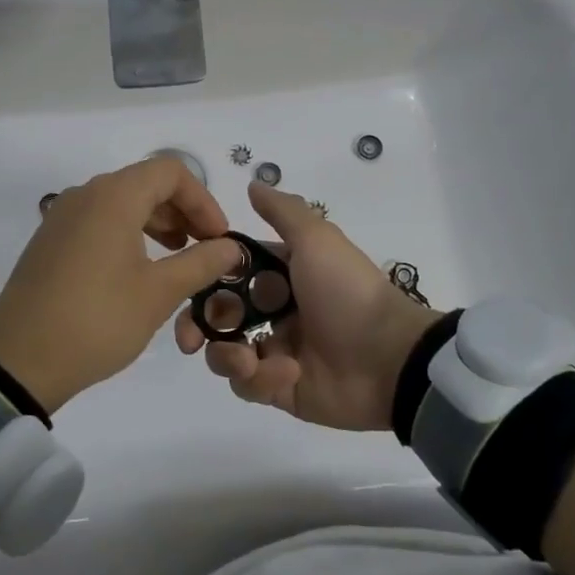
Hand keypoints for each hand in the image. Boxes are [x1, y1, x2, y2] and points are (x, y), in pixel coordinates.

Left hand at [0, 157, 242, 412]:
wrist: (18, 362)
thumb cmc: (97, 320)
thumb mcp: (158, 294)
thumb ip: (201, 263)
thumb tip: (231, 248)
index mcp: (113, 196)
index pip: (171, 172)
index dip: (203, 200)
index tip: (218, 238)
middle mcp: (85, 194)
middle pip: (146, 182)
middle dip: (183, 211)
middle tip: (204, 249)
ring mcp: (62, 215)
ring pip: (122, 201)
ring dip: (157, 222)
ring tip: (176, 258)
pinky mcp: (50, 240)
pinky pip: (99, 219)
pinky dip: (128, 232)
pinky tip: (138, 269)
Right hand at [176, 183, 436, 430]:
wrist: (389, 357)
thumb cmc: (346, 291)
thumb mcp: (316, 239)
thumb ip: (283, 211)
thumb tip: (252, 184)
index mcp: (277, 275)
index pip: (225, 274)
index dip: (202, 279)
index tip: (185, 283)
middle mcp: (271, 311)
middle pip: (216, 317)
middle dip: (196, 326)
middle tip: (190, 338)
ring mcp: (275, 351)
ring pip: (224, 354)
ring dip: (226, 356)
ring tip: (247, 359)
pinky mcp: (280, 389)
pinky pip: (250, 385)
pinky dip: (261, 379)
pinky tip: (289, 372)